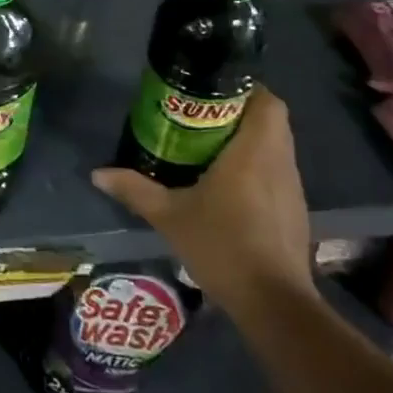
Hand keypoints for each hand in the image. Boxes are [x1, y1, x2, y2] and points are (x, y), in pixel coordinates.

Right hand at [91, 87, 313, 316]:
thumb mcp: (169, 216)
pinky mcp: (294, 212)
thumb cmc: (222, 246)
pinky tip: (228, 185)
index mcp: (254, 152)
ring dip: (250, 139)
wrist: (273, 304)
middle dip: (240, 111)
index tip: (212, 90)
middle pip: (271, 120)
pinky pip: (277, 172)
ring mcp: (292, 188)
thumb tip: (97, 173)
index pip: (266, 101)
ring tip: (209, 145)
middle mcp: (279, 162)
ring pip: (277, 146)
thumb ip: (135, 189)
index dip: (244, 88)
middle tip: (201, 115)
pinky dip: (257, 166)